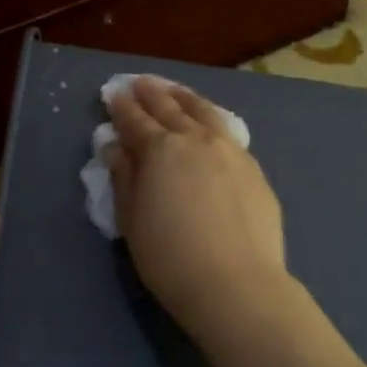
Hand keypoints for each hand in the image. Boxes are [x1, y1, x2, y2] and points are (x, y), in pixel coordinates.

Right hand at [105, 77, 288, 331]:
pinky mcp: (254, 169)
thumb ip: (123, 178)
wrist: (236, 283)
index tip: (112, 93)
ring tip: (174, 91)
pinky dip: (211, 119)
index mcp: (160, 150)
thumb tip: (115, 147)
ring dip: (185, 98)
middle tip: (139, 82)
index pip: (135, 120)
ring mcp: (231, 151)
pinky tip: (210, 123)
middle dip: (151, 93)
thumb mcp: (132, 220)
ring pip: (205, 112)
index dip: (121, 106)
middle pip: (170, 108)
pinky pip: (227, 131)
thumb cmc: (170, 257)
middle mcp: (197, 140)